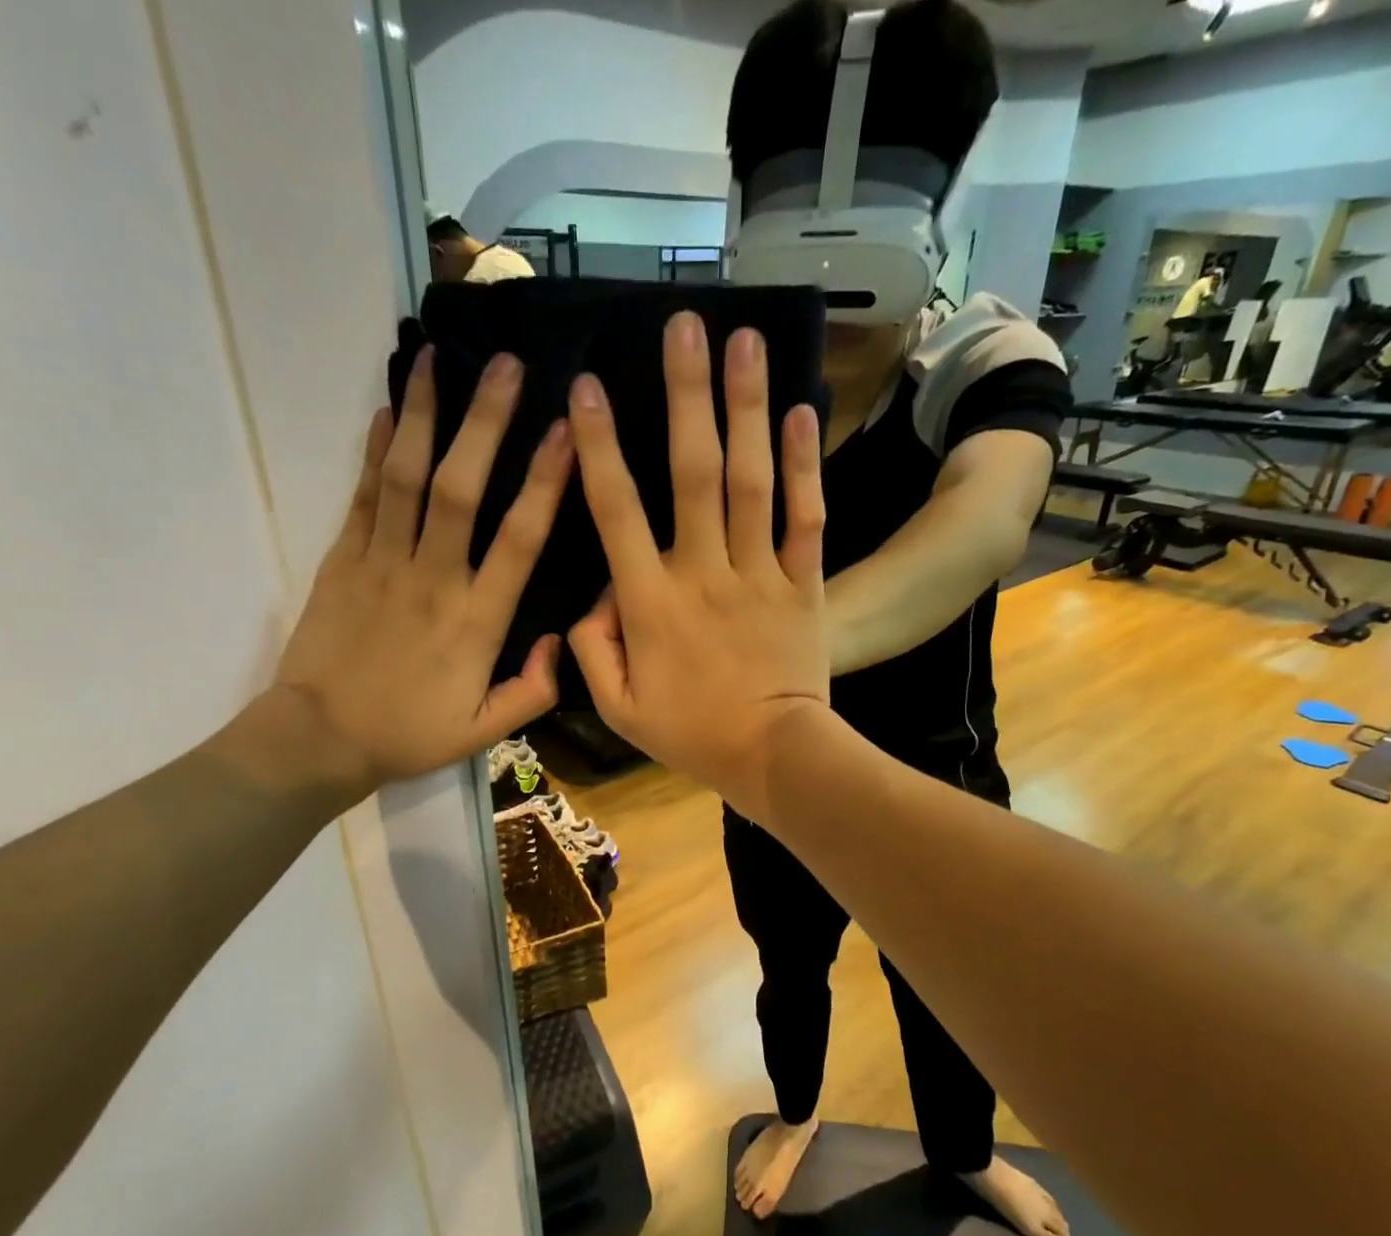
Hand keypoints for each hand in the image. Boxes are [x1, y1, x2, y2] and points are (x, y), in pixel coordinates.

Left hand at [264, 348, 570, 794]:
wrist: (319, 739)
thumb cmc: (408, 735)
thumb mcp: (484, 733)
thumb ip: (532, 692)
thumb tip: (564, 642)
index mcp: (476, 621)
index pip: (519, 540)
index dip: (546, 482)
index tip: (567, 432)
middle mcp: (433, 578)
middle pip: (462, 488)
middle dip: (485, 422)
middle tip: (506, 364)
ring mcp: (381, 563)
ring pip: (406, 478)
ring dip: (425, 415)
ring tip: (436, 358)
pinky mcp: (342, 560)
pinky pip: (362, 496)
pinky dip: (375, 450)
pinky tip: (389, 409)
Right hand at [567, 313, 828, 817]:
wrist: (774, 756)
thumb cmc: (691, 734)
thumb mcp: (618, 708)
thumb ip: (590, 651)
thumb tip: (590, 600)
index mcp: (650, 601)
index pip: (615, 510)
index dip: (597, 446)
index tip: (585, 386)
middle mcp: (703, 571)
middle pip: (692, 471)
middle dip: (685, 394)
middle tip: (683, 324)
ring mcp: (759, 573)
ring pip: (751, 479)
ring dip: (746, 407)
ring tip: (744, 339)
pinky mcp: (804, 583)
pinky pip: (805, 517)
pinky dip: (804, 465)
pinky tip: (800, 411)